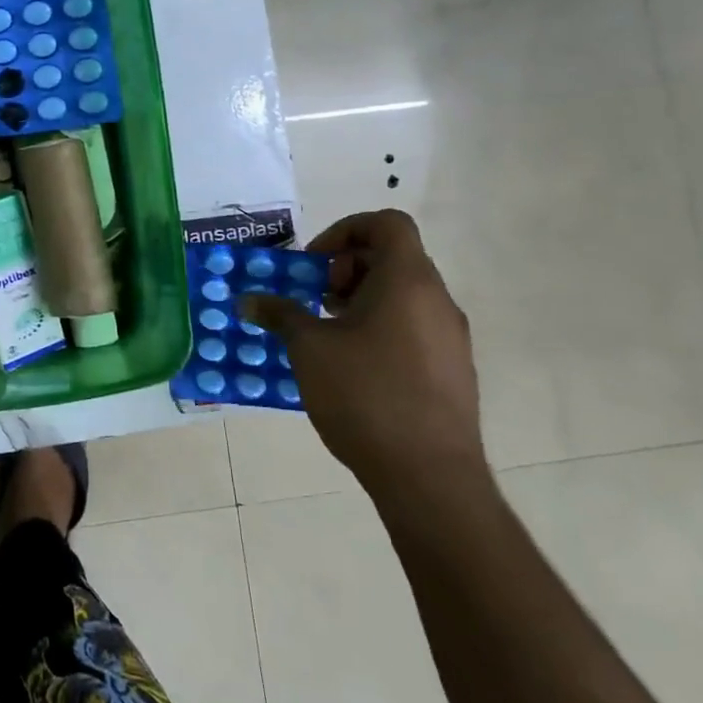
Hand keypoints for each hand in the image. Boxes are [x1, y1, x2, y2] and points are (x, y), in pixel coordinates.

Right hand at [241, 209, 484, 499]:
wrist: (430, 478)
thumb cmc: (366, 395)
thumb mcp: (308, 348)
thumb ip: (280, 314)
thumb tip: (250, 300)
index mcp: (407, 282)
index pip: (387, 224)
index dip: (345, 231)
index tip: (314, 265)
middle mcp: (437, 301)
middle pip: (392, 258)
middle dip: (345, 269)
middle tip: (313, 300)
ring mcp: (450, 338)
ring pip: (402, 295)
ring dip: (359, 300)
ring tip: (325, 334)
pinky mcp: (452, 371)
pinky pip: (412, 328)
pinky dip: (379, 328)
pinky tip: (350, 366)